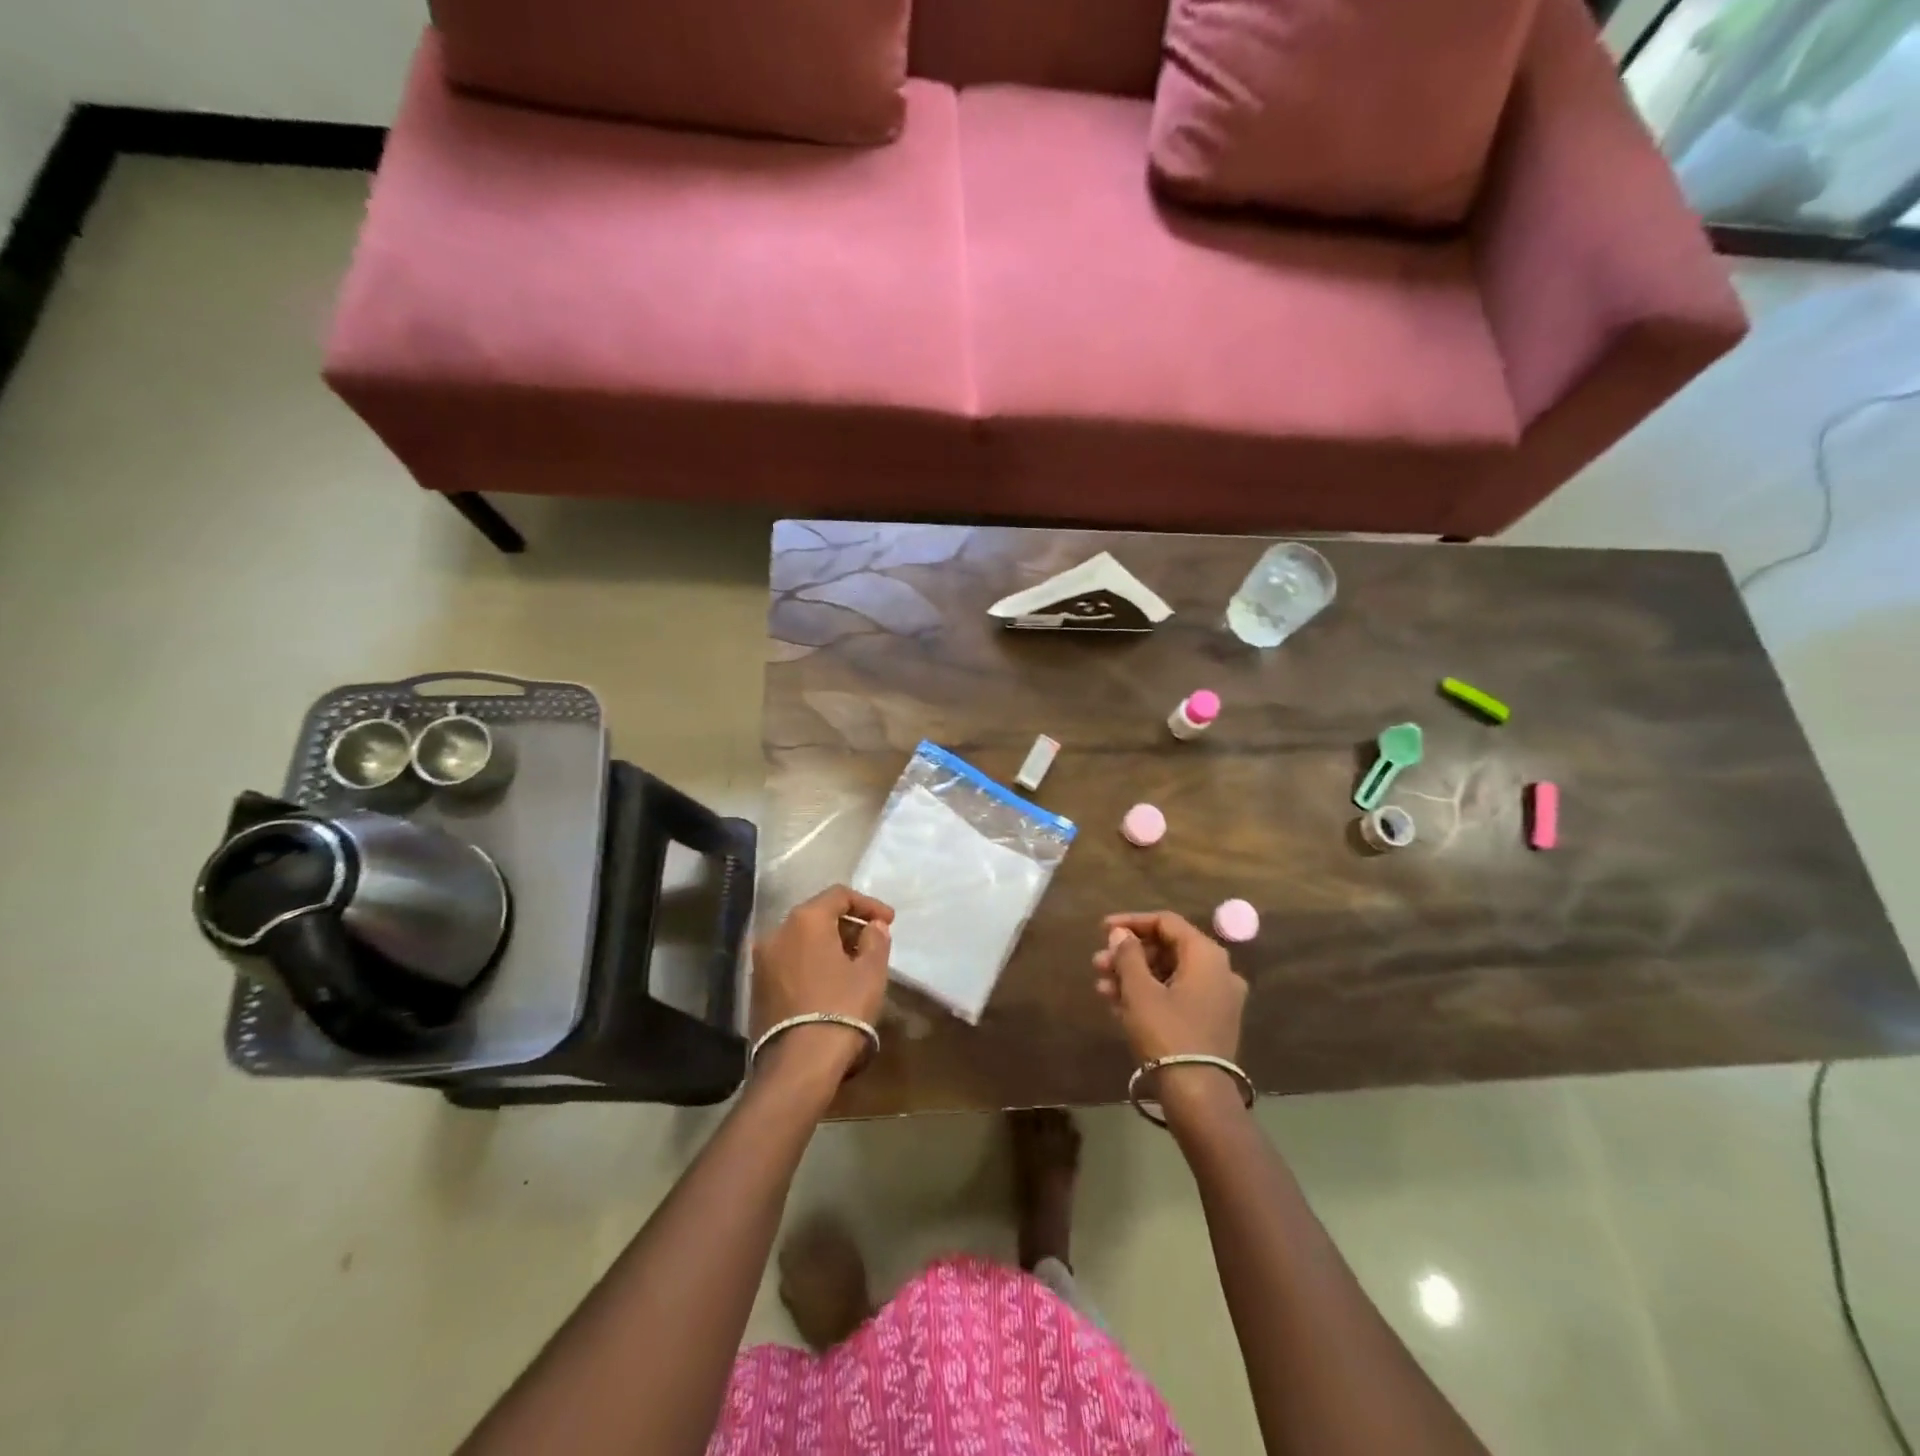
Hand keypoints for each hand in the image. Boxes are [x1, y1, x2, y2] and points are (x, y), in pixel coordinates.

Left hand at [751, 885, 893, 1075]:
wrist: (798, 1064)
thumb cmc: (841, 1008)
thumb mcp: (871, 971)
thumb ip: (876, 939)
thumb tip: (874, 926)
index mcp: (805, 920)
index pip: (839, 895)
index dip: (868, 904)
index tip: (889, 921)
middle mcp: (777, 932)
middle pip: (817, 915)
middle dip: (848, 924)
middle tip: (873, 941)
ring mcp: (762, 960)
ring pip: (801, 939)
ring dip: (829, 944)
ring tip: (854, 963)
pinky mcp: (757, 987)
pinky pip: (790, 960)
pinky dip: (811, 962)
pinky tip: (830, 981)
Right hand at [1093, 911, 1246, 1064]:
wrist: (1197, 1096)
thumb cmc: (1167, 1034)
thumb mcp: (1140, 991)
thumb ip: (1128, 955)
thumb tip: (1121, 934)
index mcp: (1206, 955)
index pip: (1166, 922)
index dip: (1131, 922)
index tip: (1102, 930)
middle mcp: (1219, 971)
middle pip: (1167, 949)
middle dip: (1129, 955)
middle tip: (1097, 964)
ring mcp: (1218, 999)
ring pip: (1169, 975)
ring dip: (1134, 976)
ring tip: (1101, 987)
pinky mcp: (1211, 1023)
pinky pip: (1176, 996)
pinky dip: (1149, 995)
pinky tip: (1118, 1005)